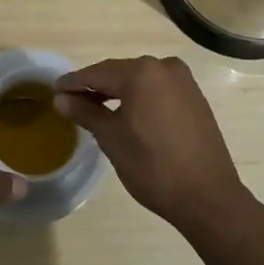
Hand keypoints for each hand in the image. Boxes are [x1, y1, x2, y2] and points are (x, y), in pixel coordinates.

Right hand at [54, 56, 251, 237]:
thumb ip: (86, 112)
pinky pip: (158, 90)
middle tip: (71, 99)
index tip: (55, 89)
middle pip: (120, 72)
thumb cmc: (154, 167)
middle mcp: (164, 67)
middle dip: (96, 86)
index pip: (98, 73)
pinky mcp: (195, 97)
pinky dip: (140, 97)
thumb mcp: (112, 139)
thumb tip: (62, 98)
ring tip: (96, 107)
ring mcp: (183, 81)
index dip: (75, 82)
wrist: (208, 197)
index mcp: (142, 72)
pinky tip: (127, 112)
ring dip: (118, 91)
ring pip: (140, 80)